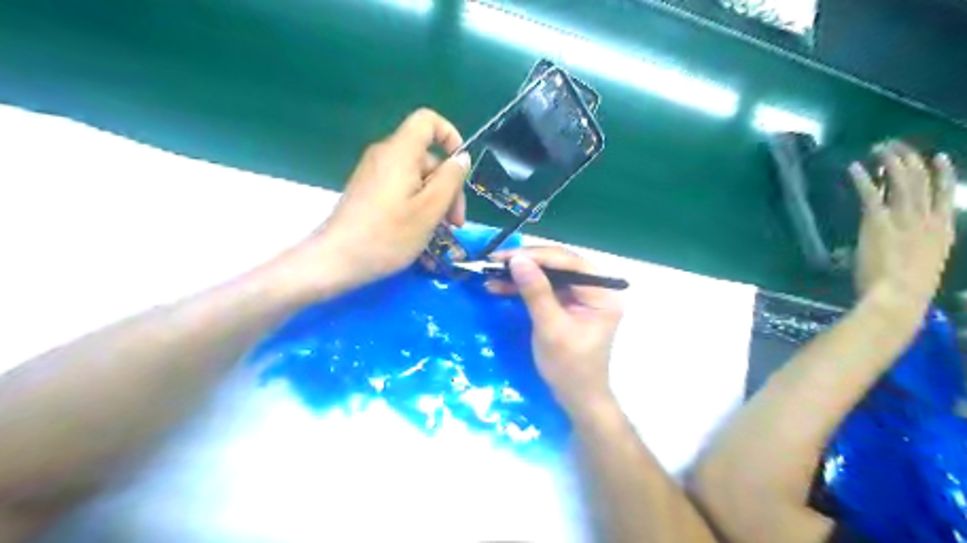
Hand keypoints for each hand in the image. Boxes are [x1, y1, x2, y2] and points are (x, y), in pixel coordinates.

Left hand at [283, 108, 471, 293]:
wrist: (336, 259)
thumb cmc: (387, 235)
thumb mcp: (430, 209)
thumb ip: (450, 179)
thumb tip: (461, 158)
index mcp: (400, 152)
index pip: (427, 121)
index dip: (450, 136)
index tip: (460, 168)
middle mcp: (385, 156)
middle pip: (427, 157)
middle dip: (447, 186)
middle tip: (455, 222)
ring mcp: (374, 174)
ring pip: (416, 177)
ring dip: (435, 201)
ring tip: (441, 232)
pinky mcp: (368, 192)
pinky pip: (401, 189)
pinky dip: (417, 205)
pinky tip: (422, 232)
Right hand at [488, 247, 622, 415]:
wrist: (576, 398)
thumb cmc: (570, 367)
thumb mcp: (551, 328)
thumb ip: (536, 292)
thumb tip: (517, 260)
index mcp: (602, 293)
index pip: (570, 263)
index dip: (538, 256)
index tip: (507, 256)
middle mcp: (595, 288)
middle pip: (559, 264)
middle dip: (527, 262)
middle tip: (496, 261)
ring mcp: (581, 296)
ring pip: (549, 274)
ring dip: (522, 273)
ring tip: (493, 272)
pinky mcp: (567, 304)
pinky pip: (544, 288)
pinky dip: (524, 286)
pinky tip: (501, 285)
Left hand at [847, 141, 953, 305]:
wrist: (898, 296)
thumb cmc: (907, 290)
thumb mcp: (922, 265)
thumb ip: (914, 249)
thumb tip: (900, 243)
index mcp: (943, 230)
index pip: (944, 194)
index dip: (942, 173)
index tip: (937, 157)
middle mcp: (927, 219)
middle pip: (921, 180)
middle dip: (909, 159)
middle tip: (897, 146)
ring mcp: (904, 218)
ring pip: (900, 181)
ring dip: (889, 162)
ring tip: (880, 148)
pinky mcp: (878, 222)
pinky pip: (870, 194)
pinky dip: (861, 179)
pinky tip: (854, 167)